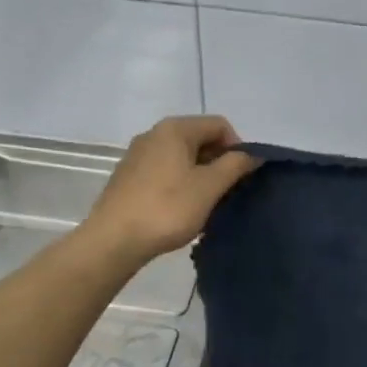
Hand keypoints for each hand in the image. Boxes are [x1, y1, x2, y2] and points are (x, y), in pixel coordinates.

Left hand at [80, 116, 256, 266]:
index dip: (238, 147)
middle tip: (226, 192)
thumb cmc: (167, 209)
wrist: (113, 240)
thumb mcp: (209, 187)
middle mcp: (154, 134)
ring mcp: (137, 155)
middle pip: (199, 138)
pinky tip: (180, 209)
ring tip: (205, 203)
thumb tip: (253, 154)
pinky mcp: (128, 176)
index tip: (241, 177)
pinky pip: (164, 171)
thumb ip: (235, 165)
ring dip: (200, 175)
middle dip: (219, 162)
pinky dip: (180, 183)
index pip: (219, 125)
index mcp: (175, 129)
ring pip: (181, 157)